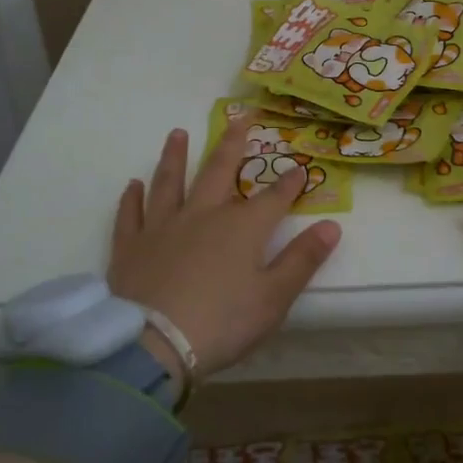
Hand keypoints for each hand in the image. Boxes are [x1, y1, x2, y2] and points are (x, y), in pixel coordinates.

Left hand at [109, 121, 341, 385]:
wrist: (154, 344)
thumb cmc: (222, 323)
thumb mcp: (274, 298)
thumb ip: (302, 260)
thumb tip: (331, 226)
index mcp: (241, 228)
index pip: (272, 198)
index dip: (288, 182)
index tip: (299, 167)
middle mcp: (202, 215)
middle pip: (219, 170)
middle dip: (232, 143)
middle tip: (239, 118)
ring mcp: (162, 227)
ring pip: (170, 182)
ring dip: (175, 156)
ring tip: (178, 133)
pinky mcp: (130, 246)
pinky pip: (131, 214)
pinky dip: (132, 198)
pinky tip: (133, 185)